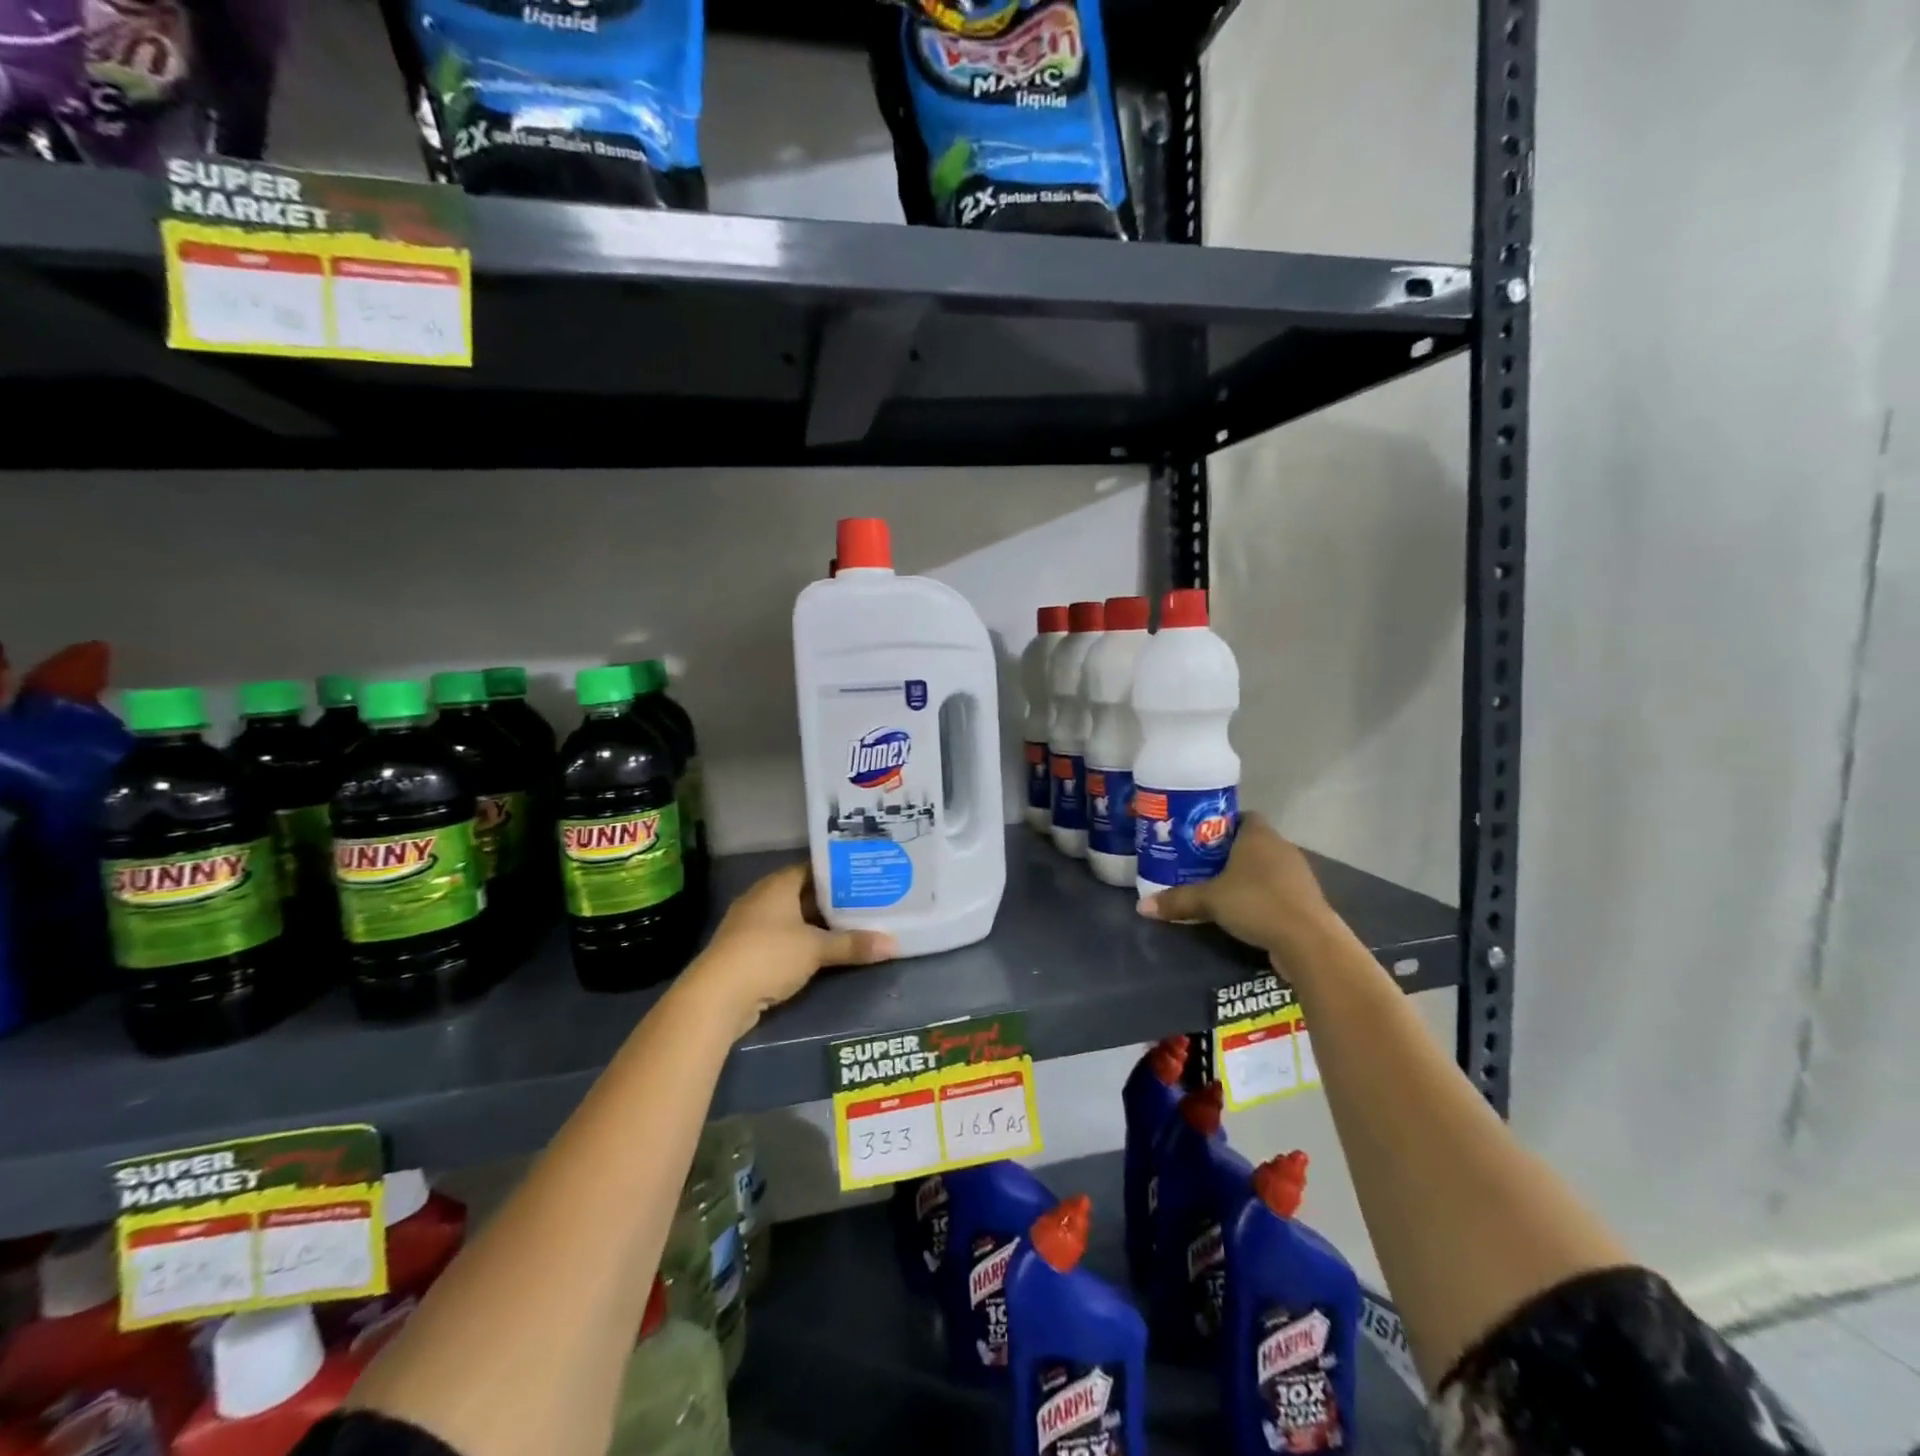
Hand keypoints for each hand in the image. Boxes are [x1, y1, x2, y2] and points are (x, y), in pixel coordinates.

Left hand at [693, 862, 897, 1035]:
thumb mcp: (816, 949)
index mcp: (777, 885)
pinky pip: (781, 939)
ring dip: (816, 924)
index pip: (812, 868)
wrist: (717, 996)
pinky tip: (823, 951)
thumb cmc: (768, 956)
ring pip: (792, 918)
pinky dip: (801, 942)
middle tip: (866, 903)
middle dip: (832, 900)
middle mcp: (762, 898)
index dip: (838, 873)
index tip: (864, 877)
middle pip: (803, 894)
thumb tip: (894, 945)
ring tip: (852, 926)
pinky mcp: (746, 951)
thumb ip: (853, 945)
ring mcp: (750, 925)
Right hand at [1136, 813, 1342, 965]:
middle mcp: (1281, 847)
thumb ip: (1177, 900)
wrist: (1307, 940)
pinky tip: (1244, 912)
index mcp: (1258, 835)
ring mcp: (1297, 873)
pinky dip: (1262, 896)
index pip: (1242, 816)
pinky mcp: (1305, 899)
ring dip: (1247, 876)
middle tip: (1201, 866)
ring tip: (1219, 890)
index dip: (1222, 824)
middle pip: (1252, 842)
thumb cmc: (1256, 903)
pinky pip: (1277, 889)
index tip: (1200, 839)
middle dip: (1229, 853)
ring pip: (1266, 867)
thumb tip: (1141, 906)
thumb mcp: (1209, 900)